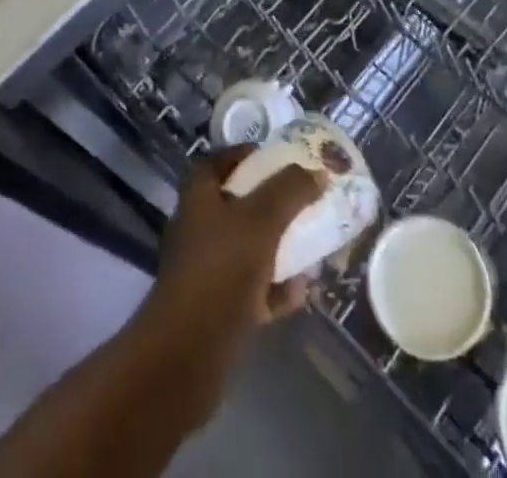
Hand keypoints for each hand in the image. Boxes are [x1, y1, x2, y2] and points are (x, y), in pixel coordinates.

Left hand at [129, 148, 322, 416]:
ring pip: (248, 248)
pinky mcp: (217, 307)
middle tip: (304, 202)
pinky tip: (301, 293)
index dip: (249, 155)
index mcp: (199, 195)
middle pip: (239, 204)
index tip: (280, 158)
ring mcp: (206, 269)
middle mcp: (198, 227)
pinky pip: (252, 288)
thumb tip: (318, 171)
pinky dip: (275, 289)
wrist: (189, 351)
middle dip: (273, 204)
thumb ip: (291, 190)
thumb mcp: (262, 218)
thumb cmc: (222, 267)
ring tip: (312, 248)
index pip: (222, 161)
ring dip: (279, 249)